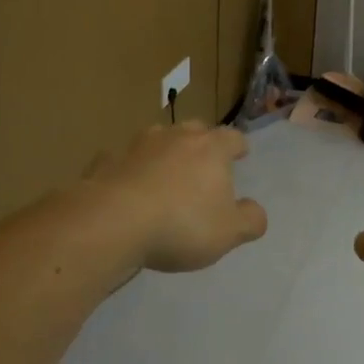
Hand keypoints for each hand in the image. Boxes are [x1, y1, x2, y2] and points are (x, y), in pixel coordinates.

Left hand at [80, 122, 266, 273]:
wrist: (114, 220)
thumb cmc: (181, 224)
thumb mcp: (228, 232)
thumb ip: (249, 220)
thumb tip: (256, 210)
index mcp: (211, 148)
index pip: (232, 137)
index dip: (238, 146)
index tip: (241, 154)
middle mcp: (176, 137)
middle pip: (195, 130)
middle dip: (201, 143)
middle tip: (203, 161)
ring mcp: (139, 145)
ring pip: (158, 139)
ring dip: (164, 152)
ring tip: (165, 172)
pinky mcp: (108, 160)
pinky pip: (124, 160)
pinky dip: (129, 169)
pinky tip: (127, 186)